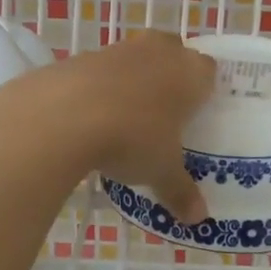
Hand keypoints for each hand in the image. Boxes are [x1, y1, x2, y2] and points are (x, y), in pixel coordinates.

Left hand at [9, 32, 216, 222]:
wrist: (62, 115)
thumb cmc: (132, 138)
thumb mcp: (161, 172)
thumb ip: (181, 192)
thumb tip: (198, 220)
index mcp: (189, 73)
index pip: (208, 70)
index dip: (204, 89)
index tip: (196, 113)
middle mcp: (158, 52)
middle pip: (173, 51)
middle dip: (171, 74)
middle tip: (165, 111)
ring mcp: (118, 50)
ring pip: (136, 57)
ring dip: (134, 78)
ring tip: (127, 115)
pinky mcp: (81, 56)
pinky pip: (101, 69)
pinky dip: (101, 86)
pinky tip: (92, 114)